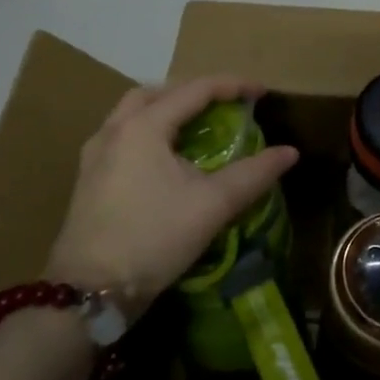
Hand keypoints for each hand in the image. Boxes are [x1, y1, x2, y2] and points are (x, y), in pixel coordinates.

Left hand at [46, 76, 298, 310]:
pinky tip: (165, 159)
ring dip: (167, 110)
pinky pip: (123, 137)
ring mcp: (95, 155)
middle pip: (157, 93)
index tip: (262, 93)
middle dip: (193, 92)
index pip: (195, 89)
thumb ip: (254, 173)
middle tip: (224, 106)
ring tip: (196, 128)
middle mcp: (114, 130)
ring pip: (133, 114)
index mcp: (143, 126)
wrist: (88, 293)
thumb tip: (290, 152)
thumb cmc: (153, 238)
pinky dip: (150, 132)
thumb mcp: (212, 205)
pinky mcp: (88, 179)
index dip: (233, 86)